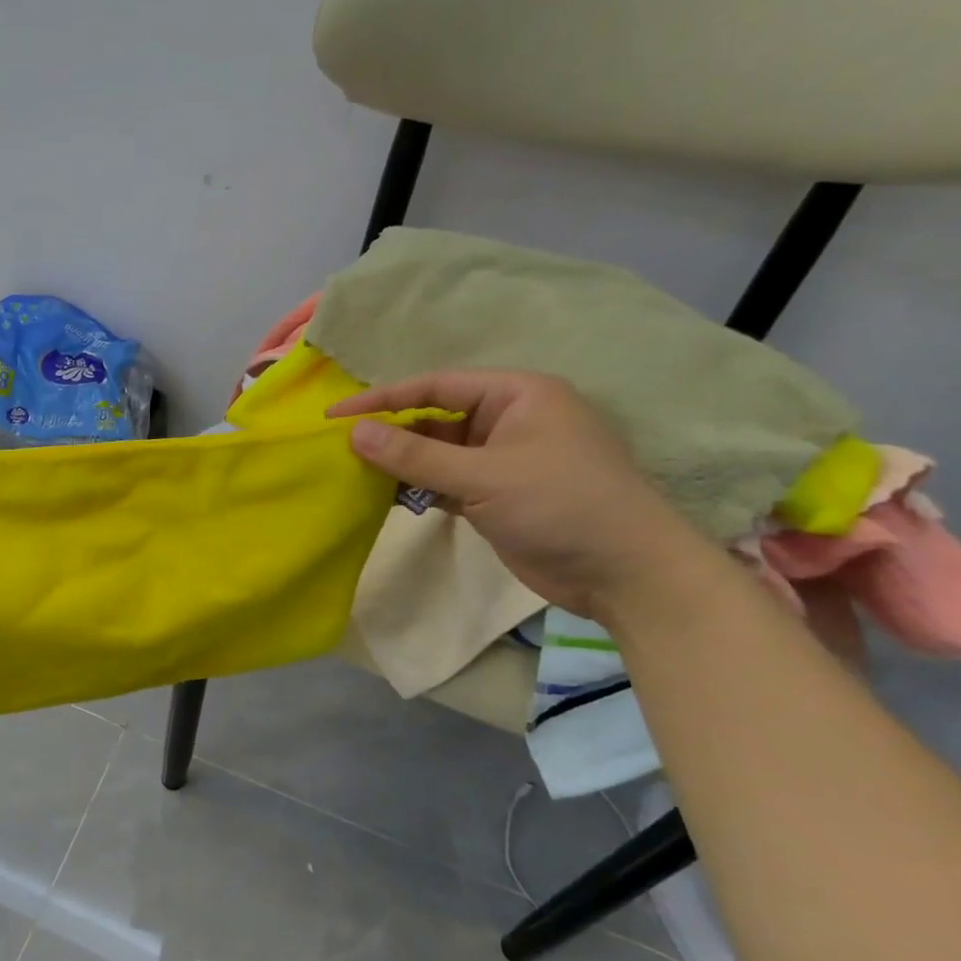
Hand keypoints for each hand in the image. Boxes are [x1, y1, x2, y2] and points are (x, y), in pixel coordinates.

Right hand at [329, 370, 702, 616]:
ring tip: (351, 473)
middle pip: (432, 418)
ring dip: (399, 464)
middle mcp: (507, 420)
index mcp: (517, 395)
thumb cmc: (562, 505)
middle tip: (338, 448)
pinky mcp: (494, 495)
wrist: (625, 574)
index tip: (335, 414)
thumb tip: (354, 433)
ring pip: (435, 453)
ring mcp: (500, 460)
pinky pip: (443, 482)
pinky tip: (381, 497)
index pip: (436, 386)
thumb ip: (415, 456)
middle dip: (389, 433)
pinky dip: (415, 488)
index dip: (383, 398)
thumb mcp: (484, 476)